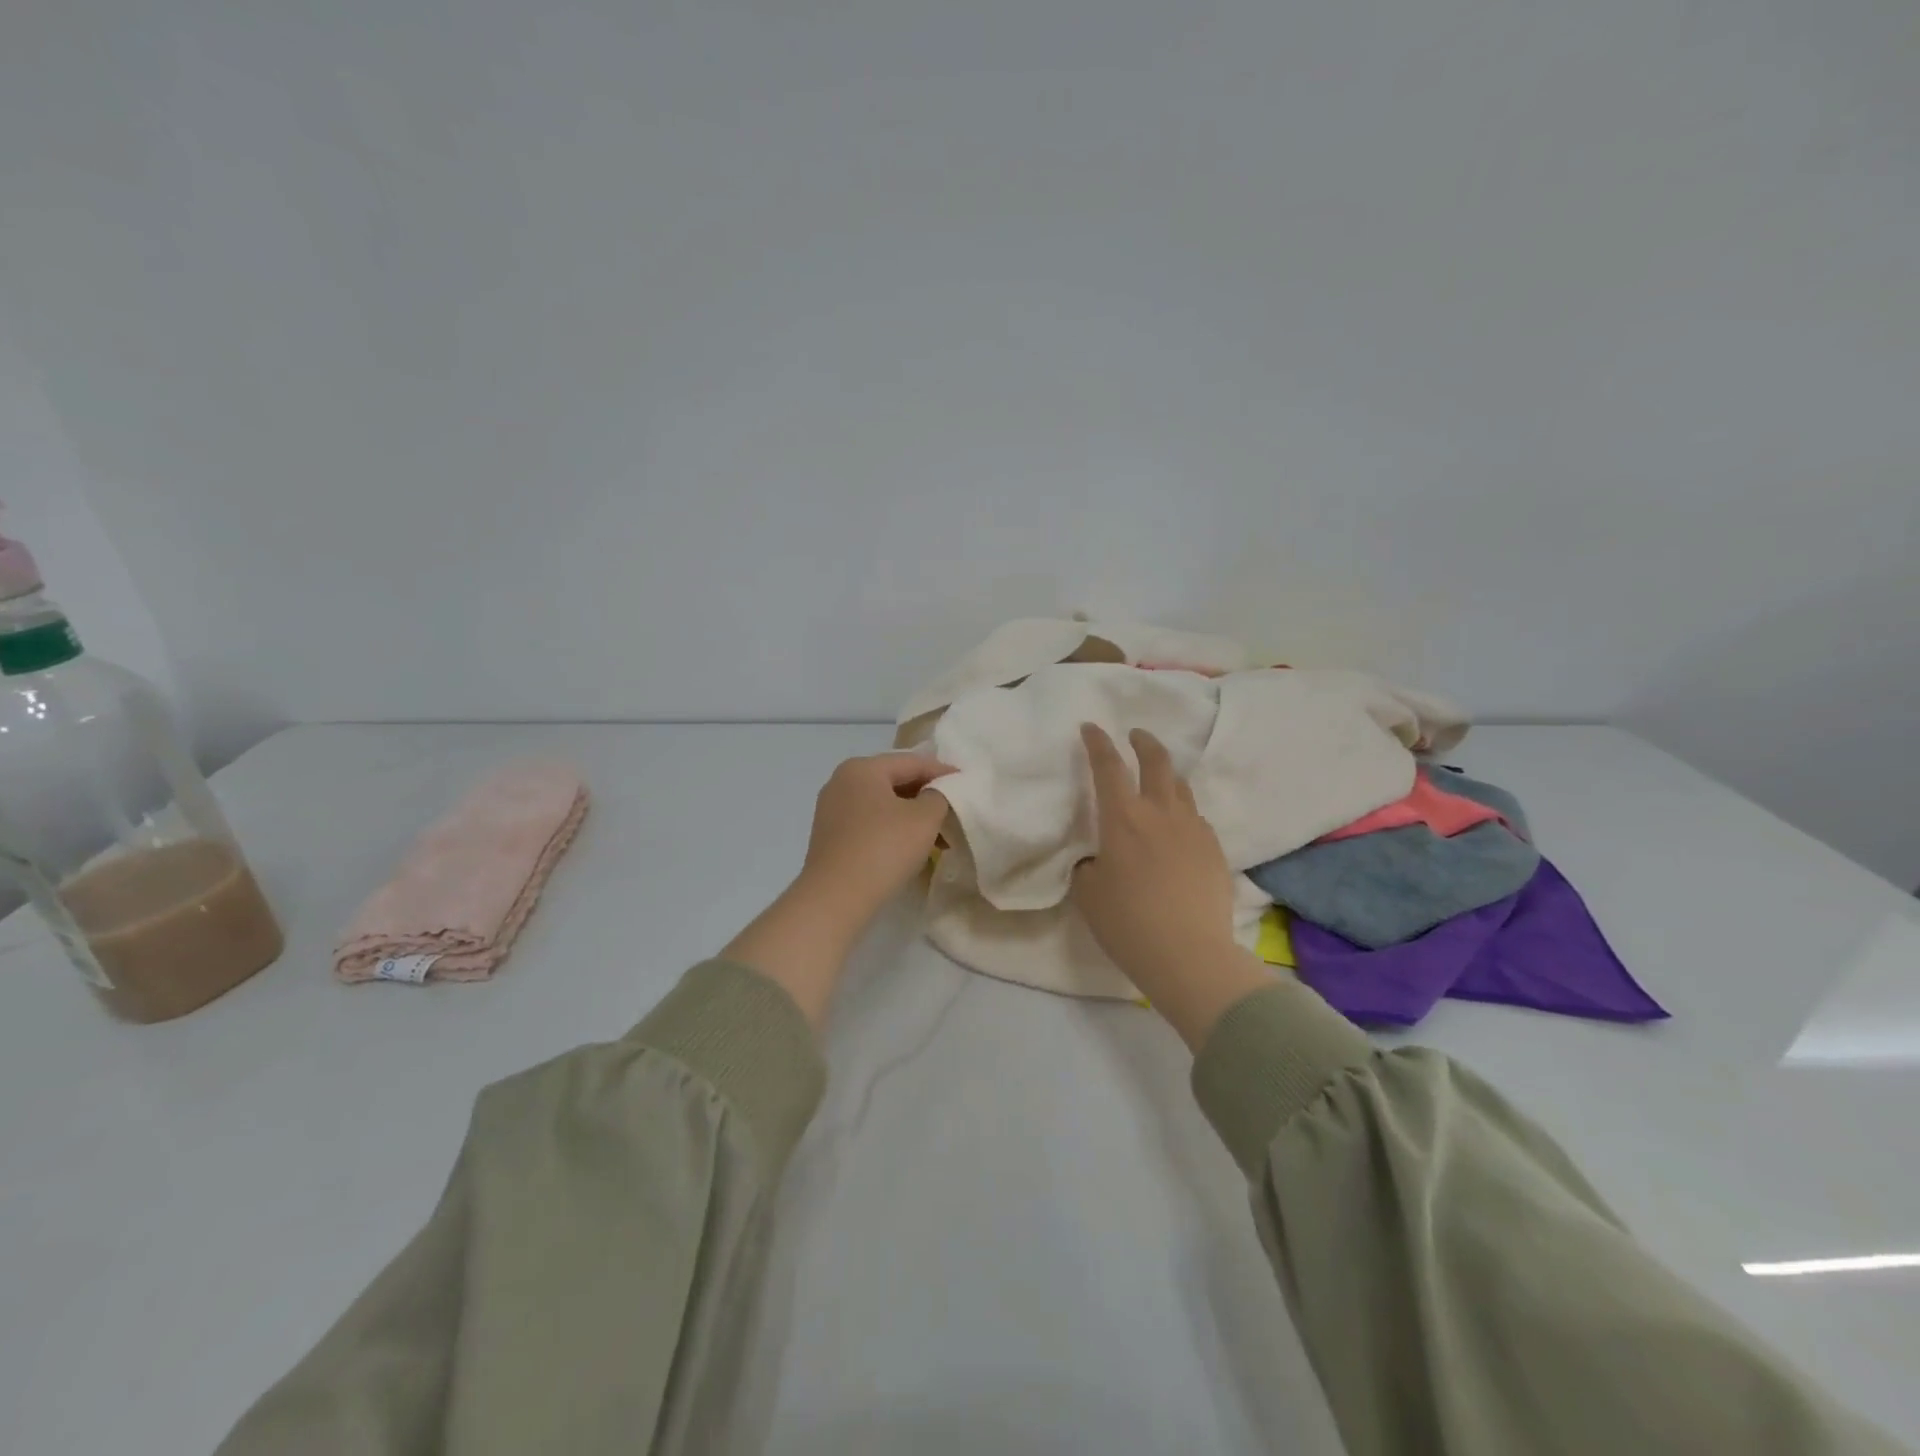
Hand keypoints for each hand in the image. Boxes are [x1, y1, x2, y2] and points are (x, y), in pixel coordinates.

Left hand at [723, 752, 952, 1027]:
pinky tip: (910, 848)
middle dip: (927, 796)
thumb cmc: (883, 849)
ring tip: (939, 835)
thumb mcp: (924, 818)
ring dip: (911, 816)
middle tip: (955, 810)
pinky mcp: (830, 837)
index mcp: (862, 768)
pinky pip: (869, 823)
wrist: (835, 898)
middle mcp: (841, 782)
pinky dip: (892, 829)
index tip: (967, 782)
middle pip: (894, 781)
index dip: (943, 772)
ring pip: (882, 805)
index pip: (912, 762)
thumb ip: (939, 796)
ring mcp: (832, 810)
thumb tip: (935, 793)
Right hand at [1072, 725, 1270, 1048]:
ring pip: (1181, 788)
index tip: (1092, 728)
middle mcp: (1161, 813)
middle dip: (1144, 742)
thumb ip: (1089, 865)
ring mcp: (1193, 829)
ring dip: (1166, 775)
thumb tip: (1098, 858)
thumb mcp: (1088, 893)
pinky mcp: (1215, 850)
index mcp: (1123, 818)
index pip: (1108, 767)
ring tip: (1158, 779)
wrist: (1189, 955)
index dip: (1097, 743)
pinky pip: (1196, 819)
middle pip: (1157, 762)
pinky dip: (1182, 812)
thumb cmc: (1127, 923)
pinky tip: (1177, 829)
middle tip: (1136, 736)